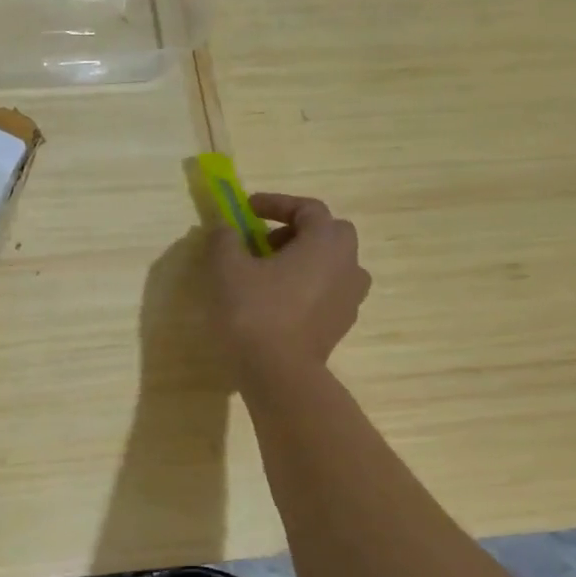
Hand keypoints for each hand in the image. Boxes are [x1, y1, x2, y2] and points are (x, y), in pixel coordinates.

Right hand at [207, 193, 370, 374]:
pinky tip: (279, 302)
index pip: (307, 208)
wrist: (279, 372)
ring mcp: (350, 296)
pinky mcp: (342, 323)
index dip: (275, 204)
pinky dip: (307, 286)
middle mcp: (348, 263)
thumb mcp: (226, 268)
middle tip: (262, 243)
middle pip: (327, 233)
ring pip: (331, 264)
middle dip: (295, 232)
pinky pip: (328, 291)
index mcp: (325, 241)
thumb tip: (225, 227)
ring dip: (303, 260)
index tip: (247, 209)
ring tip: (270, 274)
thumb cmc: (254, 311)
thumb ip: (225, 239)